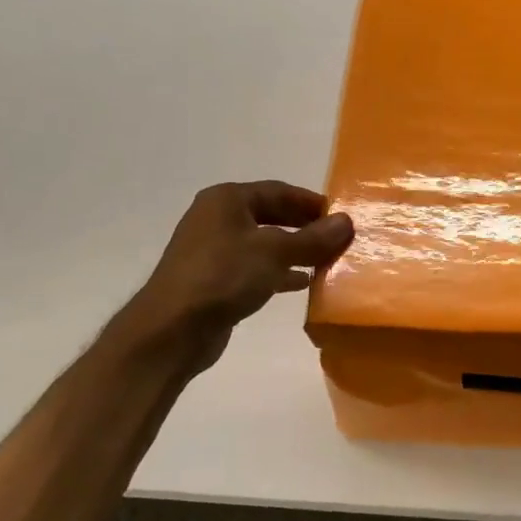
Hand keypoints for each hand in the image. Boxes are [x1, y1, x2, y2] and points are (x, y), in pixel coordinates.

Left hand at [119, 181, 353, 375]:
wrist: (173, 329)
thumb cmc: (224, 276)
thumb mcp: (275, 252)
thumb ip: (313, 238)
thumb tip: (346, 222)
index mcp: (227, 200)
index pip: (278, 191)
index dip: (311, 202)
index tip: (341, 216)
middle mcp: (218, 219)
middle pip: (271, 215)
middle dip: (305, 227)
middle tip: (337, 239)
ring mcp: (214, 251)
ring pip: (264, 244)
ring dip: (295, 251)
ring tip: (326, 262)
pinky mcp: (216, 280)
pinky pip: (255, 268)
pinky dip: (279, 272)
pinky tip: (302, 284)